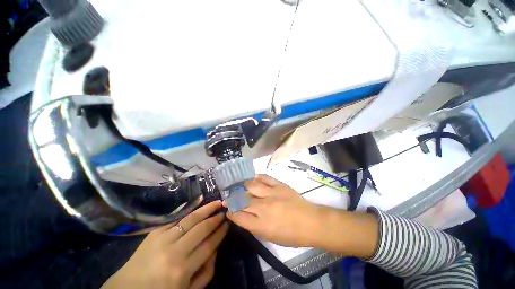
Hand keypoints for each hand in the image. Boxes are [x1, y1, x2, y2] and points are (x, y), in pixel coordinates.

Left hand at [102, 201, 228, 288]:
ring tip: (217, 202)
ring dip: (207, 209)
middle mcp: (175, 251)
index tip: (228, 223)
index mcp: (183, 270)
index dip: (220, 232)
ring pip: (191, 219)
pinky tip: (200, 199)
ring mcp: (163, 239)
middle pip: (201, 229)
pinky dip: (190, 207)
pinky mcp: (155, 232)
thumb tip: (216, 249)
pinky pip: (176, 216)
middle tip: (225, 211)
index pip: (209, 244)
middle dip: (216, 219)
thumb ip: (206, 273)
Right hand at [227, 175, 378, 257]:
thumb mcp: (270, 237)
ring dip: (242, 185)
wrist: (311, 222)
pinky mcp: (279, 185)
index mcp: (261, 225)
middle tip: (229, 194)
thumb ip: (254, 226)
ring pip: (251, 186)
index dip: (231, 212)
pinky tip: (253, 178)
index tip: (227, 208)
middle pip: (242, 199)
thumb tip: (242, 215)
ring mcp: (272, 194)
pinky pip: (264, 178)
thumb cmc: (291, 235)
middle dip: (233, 197)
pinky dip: (256, 177)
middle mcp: (264, 208)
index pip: (239, 216)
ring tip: (238, 184)